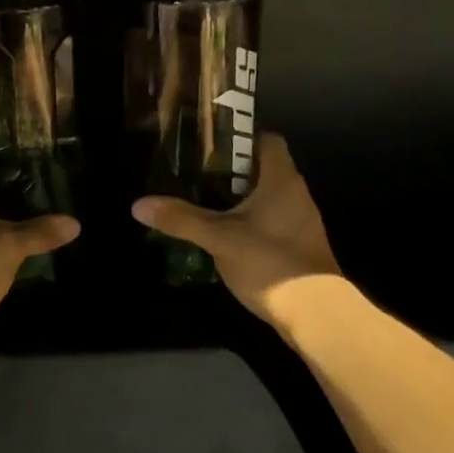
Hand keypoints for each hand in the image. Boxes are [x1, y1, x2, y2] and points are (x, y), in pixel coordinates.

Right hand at [131, 133, 342, 324]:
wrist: (315, 314)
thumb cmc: (270, 262)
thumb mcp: (218, 239)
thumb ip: (181, 219)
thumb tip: (138, 205)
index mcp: (281, 179)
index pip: (267, 140)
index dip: (238, 138)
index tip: (208, 148)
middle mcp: (296, 194)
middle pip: (262, 169)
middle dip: (230, 172)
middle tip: (195, 177)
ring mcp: (301, 222)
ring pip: (266, 198)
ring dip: (238, 200)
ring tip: (203, 205)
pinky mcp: (298, 246)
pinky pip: (271, 221)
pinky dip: (249, 223)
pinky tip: (225, 237)